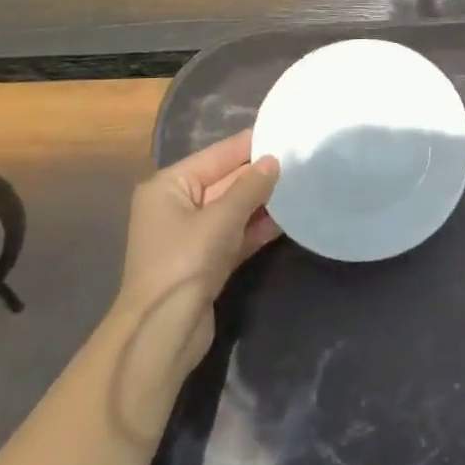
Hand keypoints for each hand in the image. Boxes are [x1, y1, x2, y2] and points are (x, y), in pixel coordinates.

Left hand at [110, 130, 280, 374]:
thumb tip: (274, 160)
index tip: (286, 133)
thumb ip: (250, 186)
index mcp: (168, 186)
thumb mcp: (222, 217)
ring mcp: (191, 235)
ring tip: (301, 185)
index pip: (217, 155)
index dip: (251, 145)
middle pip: (226, 181)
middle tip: (301, 159)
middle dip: (260, 174)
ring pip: (234, 209)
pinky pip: (236, 233)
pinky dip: (258, 227)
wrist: (163, 331)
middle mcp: (177, 205)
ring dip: (263, 202)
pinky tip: (289, 219)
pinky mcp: (206, 260)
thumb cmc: (185, 262)